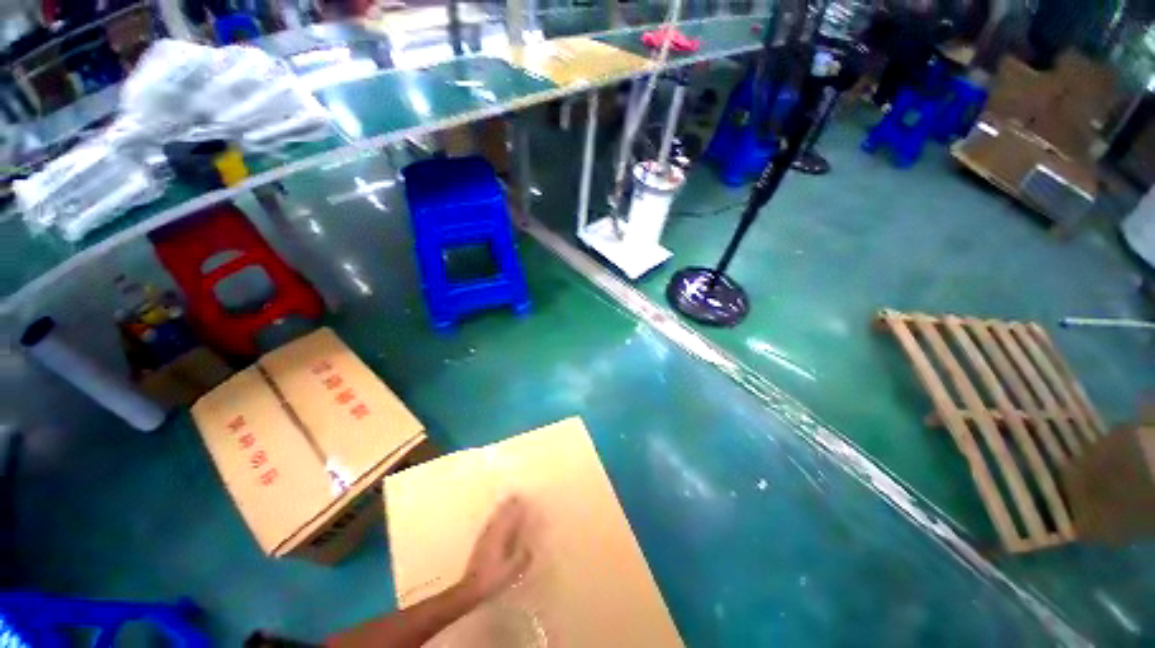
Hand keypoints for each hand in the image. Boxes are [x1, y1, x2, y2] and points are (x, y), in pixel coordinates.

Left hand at [460, 496, 531, 602]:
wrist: (470, 588)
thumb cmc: (492, 579)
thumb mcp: (511, 571)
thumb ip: (522, 559)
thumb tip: (529, 549)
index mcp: (501, 537)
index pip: (510, 518)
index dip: (517, 509)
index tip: (523, 500)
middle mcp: (492, 533)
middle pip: (501, 515)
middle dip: (508, 505)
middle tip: (515, 496)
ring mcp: (484, 537)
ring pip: (494, 518)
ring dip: (500, 510)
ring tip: (505, 503)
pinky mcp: (479, 544)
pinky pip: (488, 525)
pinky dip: (493, 519)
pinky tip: (493, 520)